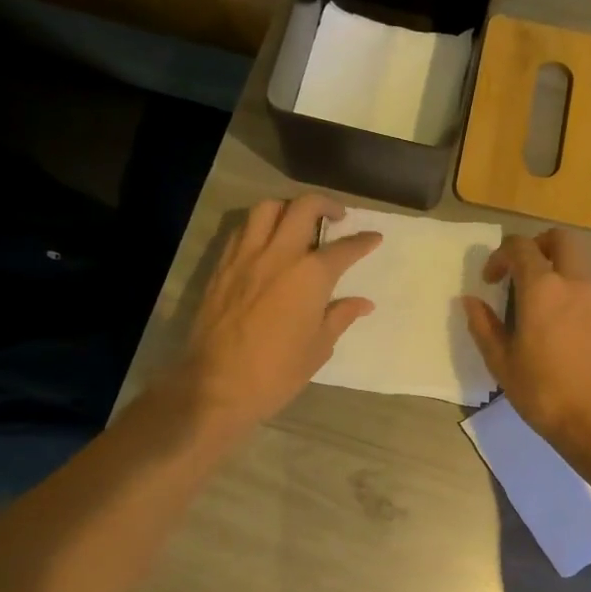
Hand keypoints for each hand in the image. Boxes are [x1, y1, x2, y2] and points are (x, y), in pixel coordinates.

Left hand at [180, 195, 380, 434]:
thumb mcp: (318, 348)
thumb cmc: (277, 372)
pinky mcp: (221, 267)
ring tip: (297, 222)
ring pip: (267, 209)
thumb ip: (339, 316)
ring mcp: (245, 257)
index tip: (374, 238)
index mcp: (310, 276)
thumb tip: (362, 303)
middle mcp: (279, 255)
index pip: (344, 248)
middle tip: (337, 217)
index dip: (363, 241)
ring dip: (287, 208)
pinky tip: (266, 243)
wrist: (216, 386)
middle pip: (304, 207)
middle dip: (326, 205)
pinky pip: (242, 231)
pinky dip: (259, 227)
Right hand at [462, 230, 590, 473]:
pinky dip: (571, 286)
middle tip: (519, 271)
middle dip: (537, 245)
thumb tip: (470, 300)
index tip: (490, 281)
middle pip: (561, 238)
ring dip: (556, 265)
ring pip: (580, 259)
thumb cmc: (544, 392)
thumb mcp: (502, 363)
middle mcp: (575, 282)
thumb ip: (483, 326)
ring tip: (537, 299)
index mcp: (543, 289)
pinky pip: (590, 284)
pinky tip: (558, 321)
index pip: (521, 247)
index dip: (500, 255)